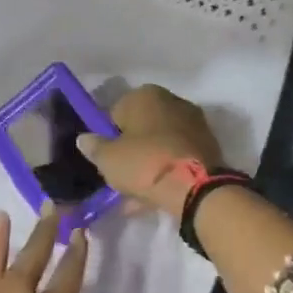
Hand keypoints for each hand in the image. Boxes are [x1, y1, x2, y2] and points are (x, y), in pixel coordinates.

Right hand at [76, 84, 225, 216]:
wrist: (197, 188)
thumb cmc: (145, 163)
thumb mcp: (108, 159)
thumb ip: (94, 147)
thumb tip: (84, 138)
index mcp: (145, 95)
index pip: (116, 112)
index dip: (107, 136)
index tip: (105, 158)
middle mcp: (172, 101)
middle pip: (141, 128)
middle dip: (130, 150)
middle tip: (120, 176)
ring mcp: (193, 123)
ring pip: (160, 144)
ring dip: (147, 164)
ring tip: (135, 194)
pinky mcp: (208, 146)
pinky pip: (176, 158)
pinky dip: (165, 172)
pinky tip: (154, 197)